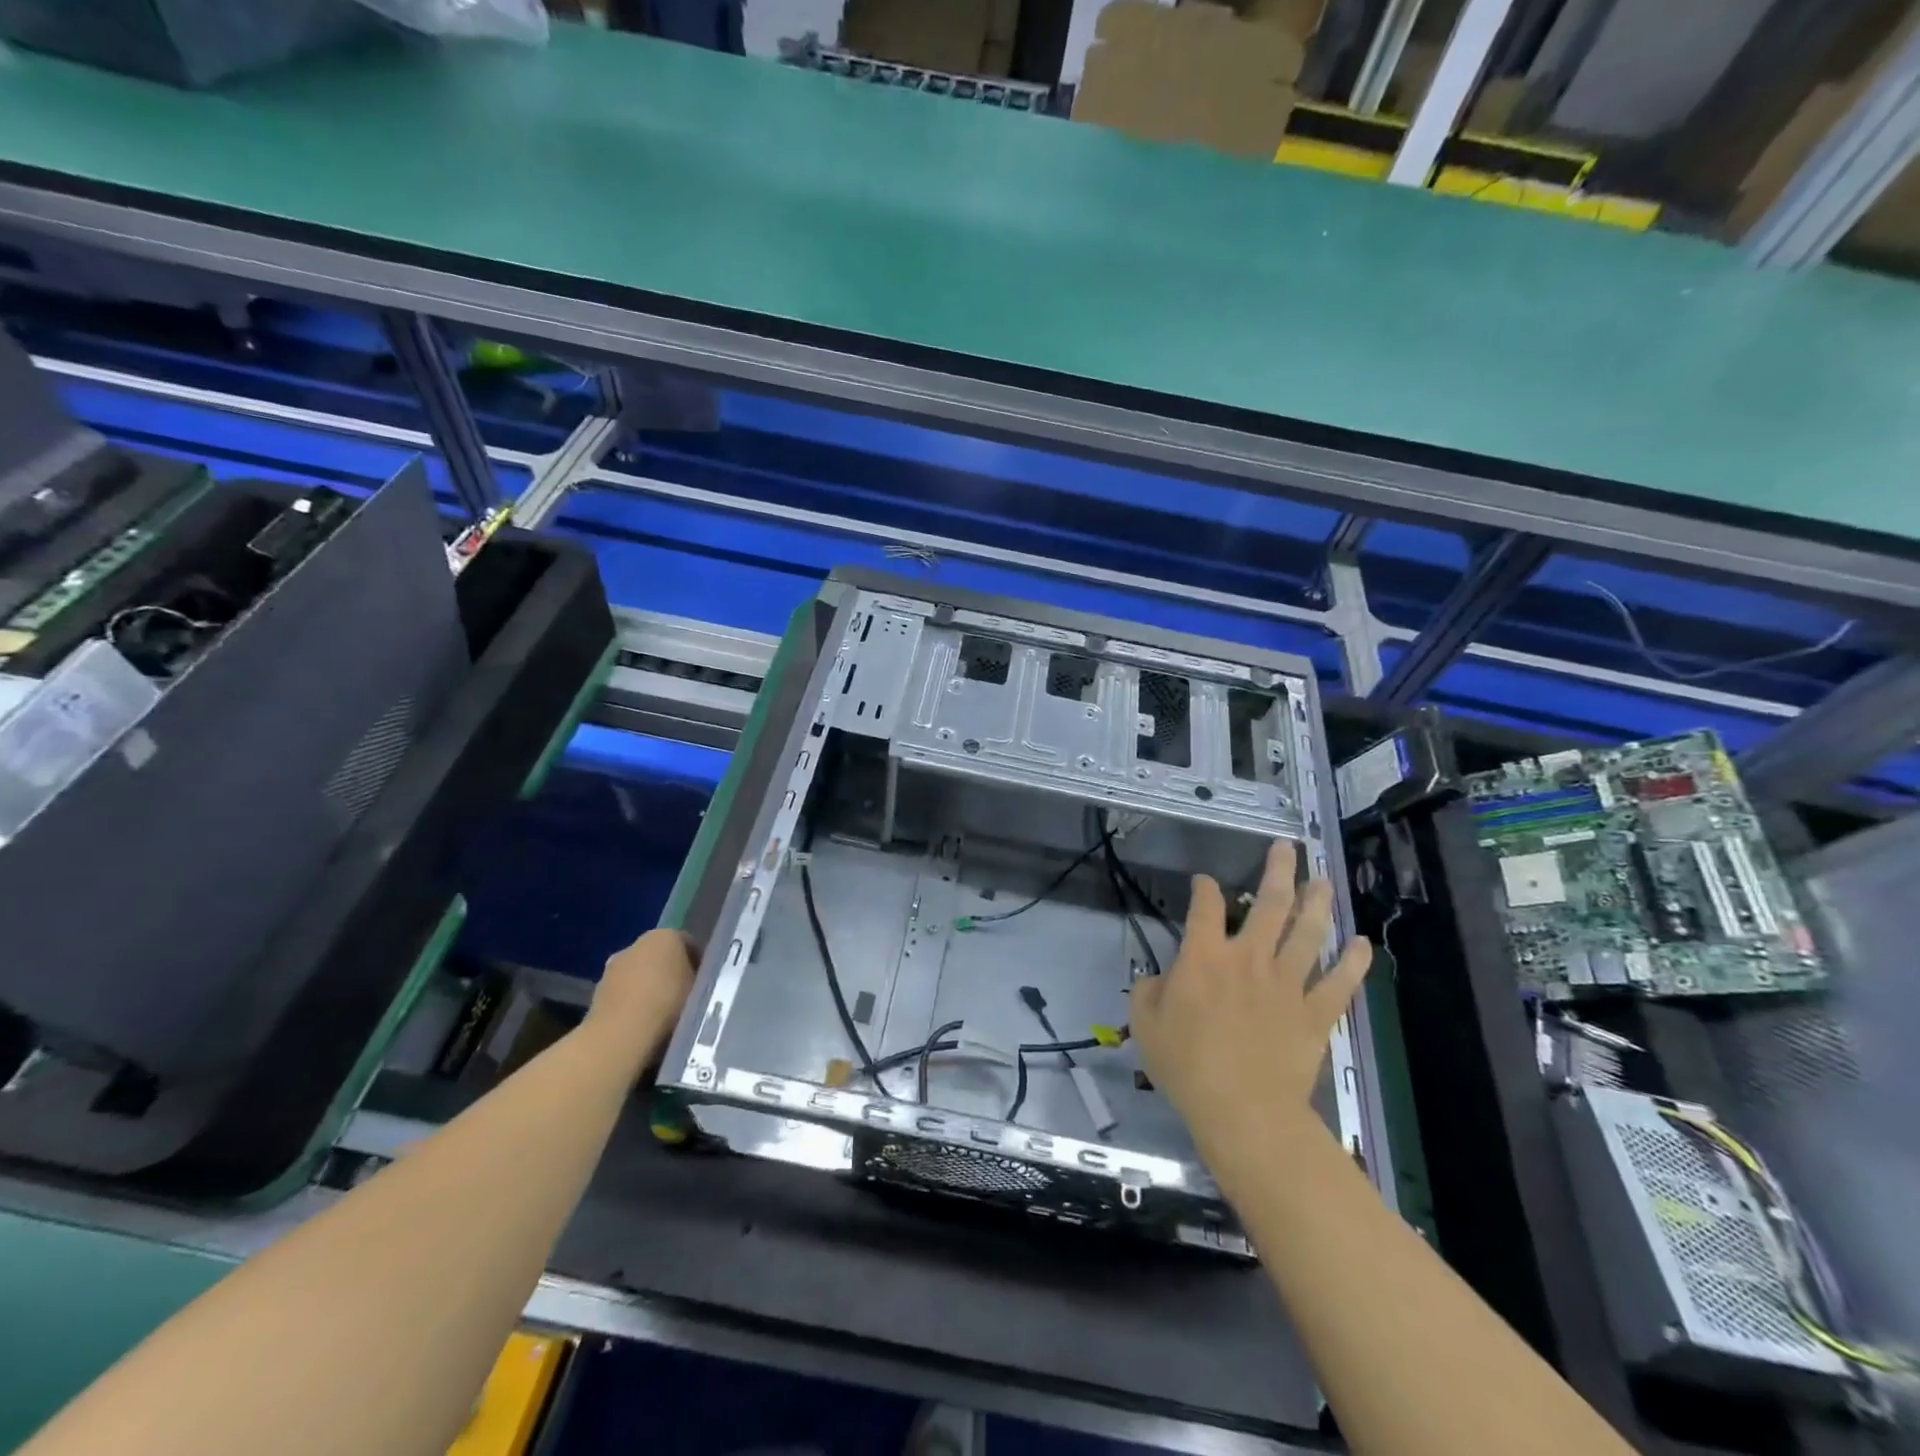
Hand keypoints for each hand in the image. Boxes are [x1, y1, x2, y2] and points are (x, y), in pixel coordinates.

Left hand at [585, 927, 695, 1071]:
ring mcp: (613, 967)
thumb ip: (699, 979)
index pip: (687, 943)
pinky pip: (623, 994)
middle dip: (670, 973)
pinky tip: (642, 1025)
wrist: (620, 1035)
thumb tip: (697, 981)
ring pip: (638, 975)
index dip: (697, 963)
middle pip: (660, 956)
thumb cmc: (669, 1004)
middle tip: (683, 998)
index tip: (702, 983)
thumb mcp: (700, 989)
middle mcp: (637, 943)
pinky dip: (632, 1005)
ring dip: (648, 989)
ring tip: (663, 1015)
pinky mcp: (597, 992)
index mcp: (666, 935)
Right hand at [1130, 841, 1370, 1160]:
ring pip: (1308, 933)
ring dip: (1318, 903)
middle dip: (1279, 871)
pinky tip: (1362, 944)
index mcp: (1205, 957)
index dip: (1204, 888)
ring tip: (1324, 881)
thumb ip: (1149, 991)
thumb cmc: (1186, 1065)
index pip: (1205, 906)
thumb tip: (1160, 977)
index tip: (1204, 881)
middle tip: (1288, 849)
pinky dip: (1353, 962)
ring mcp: (1287, 984)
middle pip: (1269, 904)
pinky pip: (1339, 983)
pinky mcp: (1315, 1013)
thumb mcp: (1146, 1024)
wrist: (1243, 1110)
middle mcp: (1249, 959)